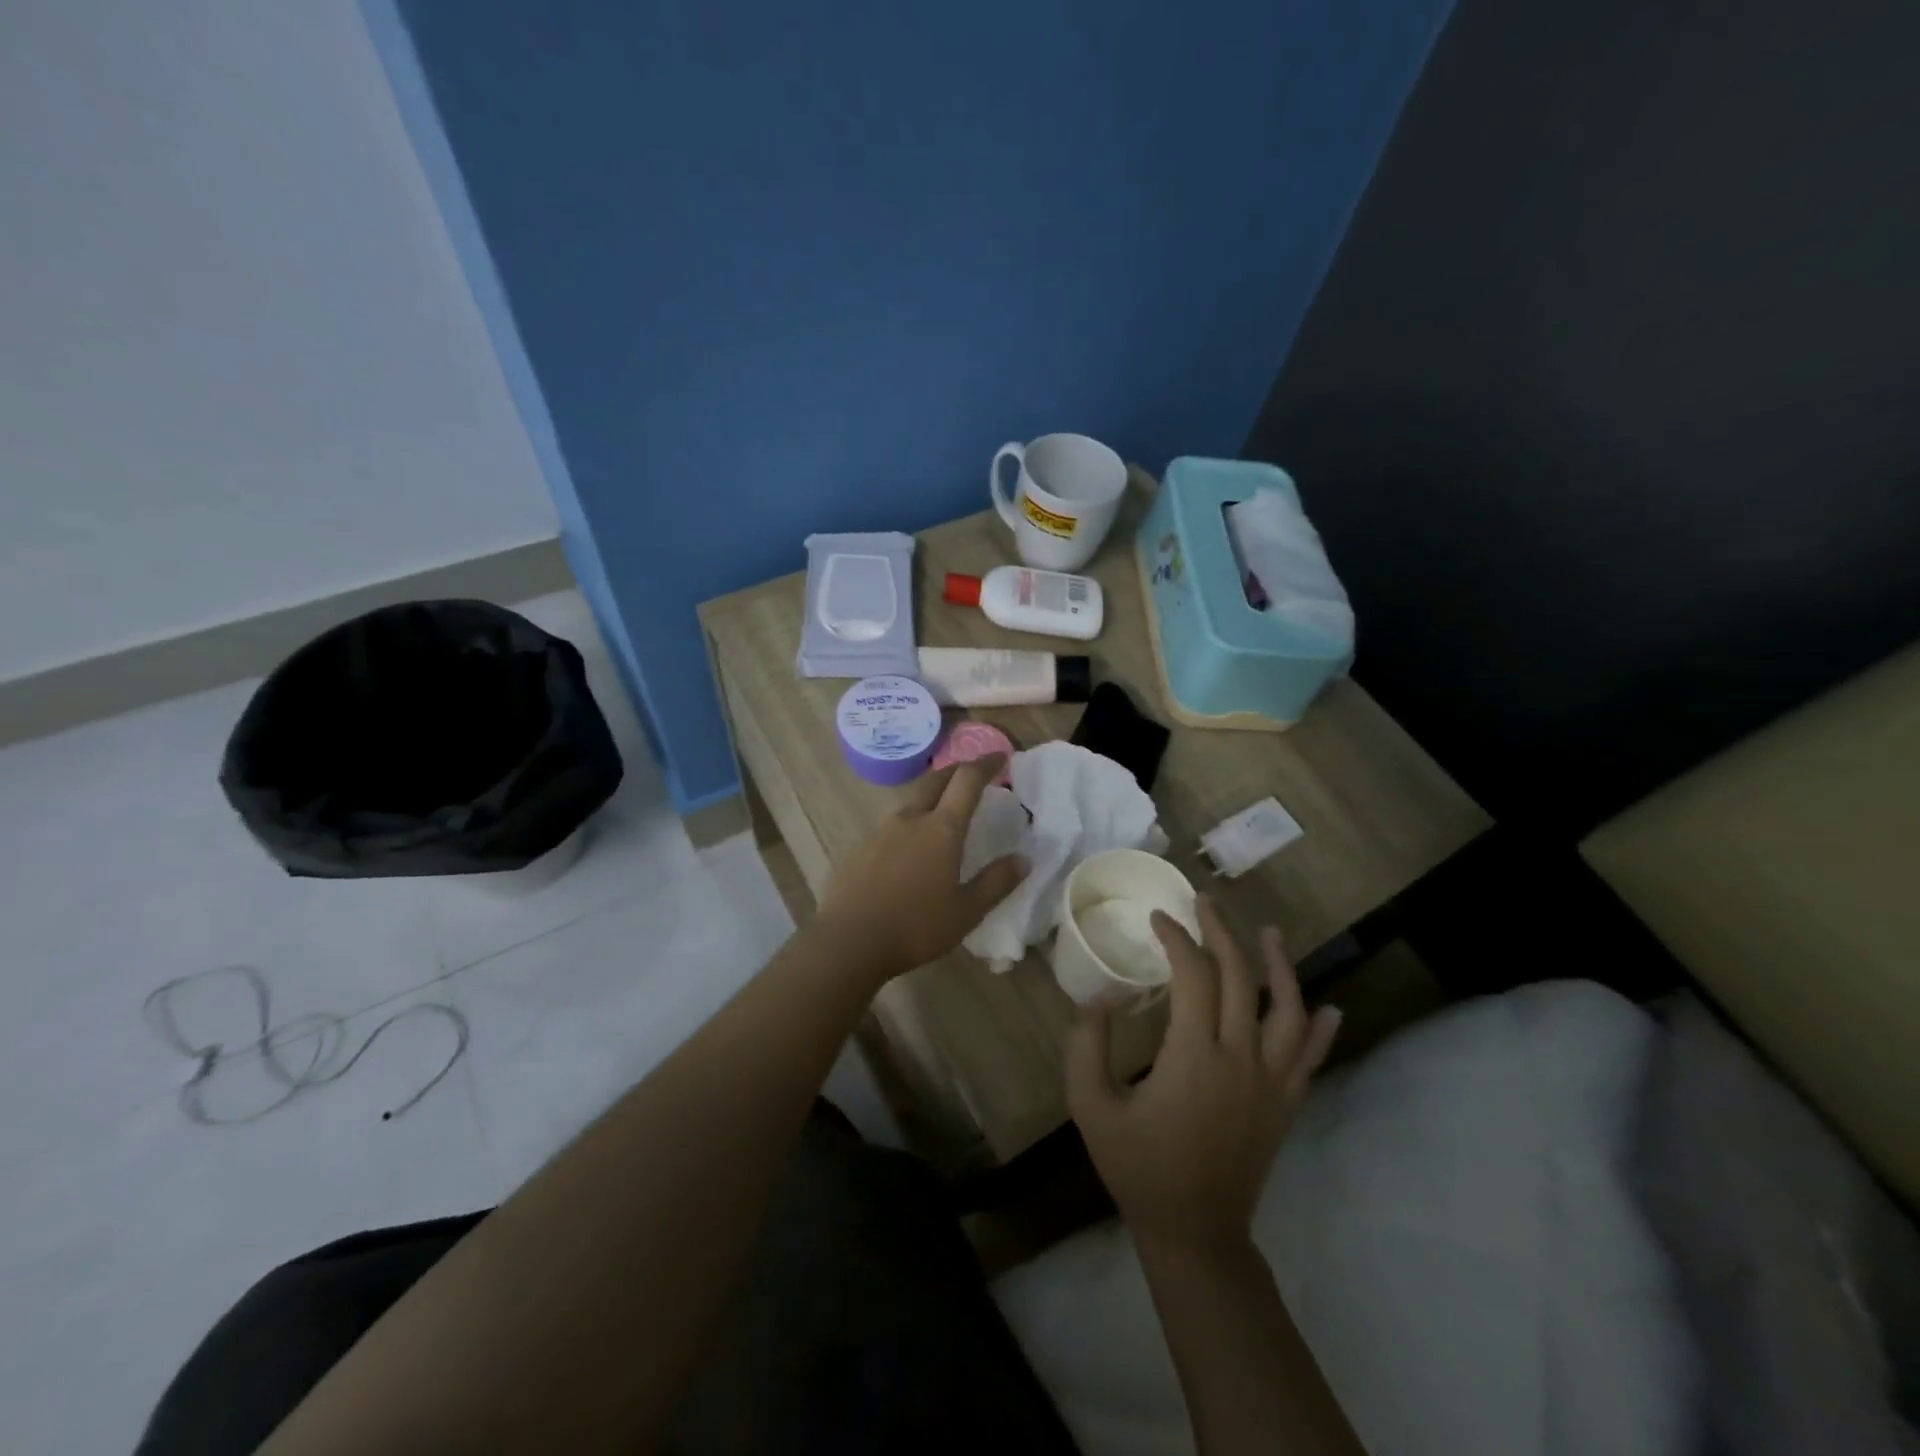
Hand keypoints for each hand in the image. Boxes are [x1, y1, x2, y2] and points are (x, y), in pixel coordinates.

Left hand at [811, 757, 1025, 982]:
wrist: (847, 941)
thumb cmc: (915, 927)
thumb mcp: (966, 911)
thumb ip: (996, 882)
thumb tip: (1024, 858)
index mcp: (941, 829)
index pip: (967, 780)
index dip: (986, 764)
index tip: (1000, 757)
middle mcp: (910, 818)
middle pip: (936, 780)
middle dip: (957, 771)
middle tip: (973, 775)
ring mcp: (880, 830)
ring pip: (912, 801)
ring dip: (932, 797)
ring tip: (944, 813)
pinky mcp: (860, 847)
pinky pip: (891, 825)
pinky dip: (910, 824)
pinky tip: (910, 848)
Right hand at [1066, 895, 1341, 1258]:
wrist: (1194, 1232)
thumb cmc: (1138, 1167)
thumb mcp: (1091, 1107)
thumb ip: (1086, 1046)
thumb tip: (1099, 999)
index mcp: (1194, 1055)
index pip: (1193, 975)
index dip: (1177, 938)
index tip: (1158, 917)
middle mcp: (1241, 1059)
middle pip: (1239, 978)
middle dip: (1221, 932)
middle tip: (1205, 902)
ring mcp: (1271, 1082)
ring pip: (1287, 1011)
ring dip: (1279, 967)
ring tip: (1270, 934)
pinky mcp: (1285, 1104)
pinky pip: (1310, 1059)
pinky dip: (1320, 1031)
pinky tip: (1327, 1009)